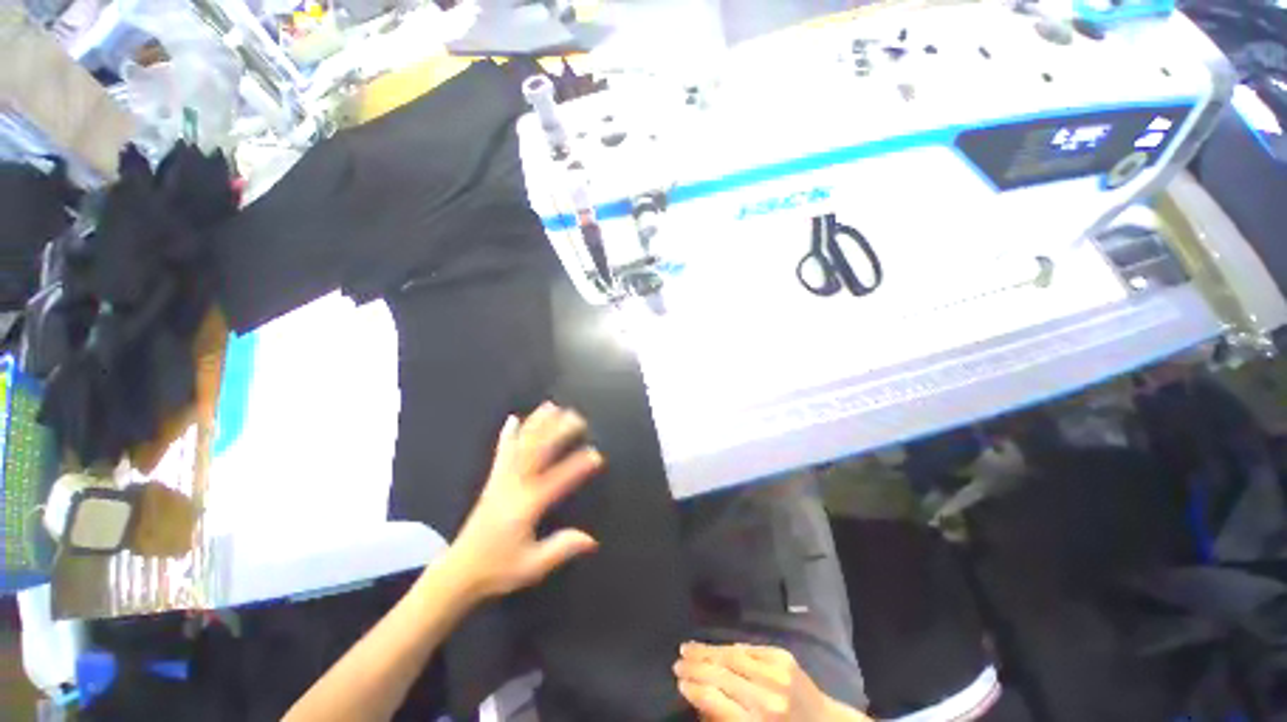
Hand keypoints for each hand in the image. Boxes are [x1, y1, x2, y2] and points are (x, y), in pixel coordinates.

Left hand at [444, 403, 603, 600]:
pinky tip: (512, 420)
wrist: (459, 571)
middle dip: (558, 432)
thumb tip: (591, 539)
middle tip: (577, 417)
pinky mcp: (493, 480)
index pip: (557, 480)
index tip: (596, 454)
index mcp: (526, 506)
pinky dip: (507, 435)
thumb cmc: (498, 568)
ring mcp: (502, 480)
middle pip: (538, 452)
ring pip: (521, 446)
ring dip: (537, 424)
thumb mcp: (532, 565)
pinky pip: (502, 452)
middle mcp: (514, 486)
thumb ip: (561, 548)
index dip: (578, 466)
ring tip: (551, 406)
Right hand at [675, 643, 866, 721]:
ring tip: (688, 648)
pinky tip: (716, 648)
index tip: (678, 681)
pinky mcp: (782, 656)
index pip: (715, 699)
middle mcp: (765, 696)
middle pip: (721, 674)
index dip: (694, 688)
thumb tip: (697, 698)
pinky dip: (730, 648)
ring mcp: (775, 672)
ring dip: (707, 650)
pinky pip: (749, 649)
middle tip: (677, 661)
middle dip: (695, 666)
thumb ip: (724, 719)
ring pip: (732, 655)